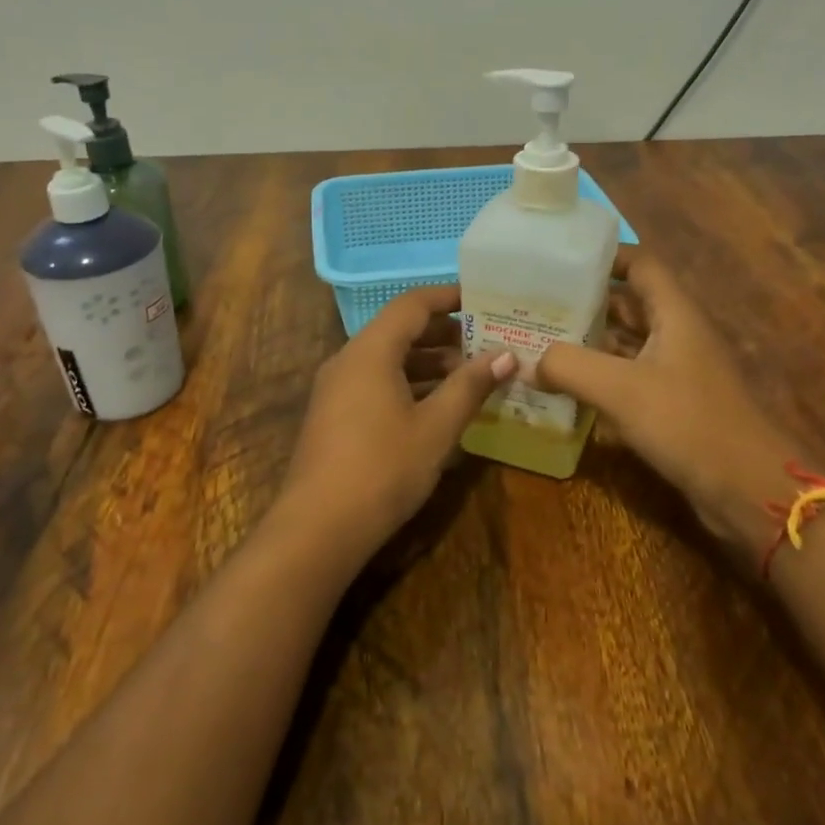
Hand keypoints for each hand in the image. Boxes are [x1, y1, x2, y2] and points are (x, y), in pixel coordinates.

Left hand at [276, 285, 515, 559]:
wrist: (318, 527)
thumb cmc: (383, 468)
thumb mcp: (436, 427)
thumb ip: (470, 386)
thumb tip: (506, 355)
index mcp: (370, 351)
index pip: (411, 304)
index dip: (448, 297)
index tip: (482, 299)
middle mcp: (348, 360)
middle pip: (398, 330)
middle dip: (443, 333)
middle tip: (485, 342)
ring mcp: (336, 389)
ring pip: (387, 360)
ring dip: (427, 363)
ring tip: (469, 377)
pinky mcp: (334, 416)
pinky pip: (375, 383)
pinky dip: (408, 384)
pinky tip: (436, 408)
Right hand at [535, 247, 793, 543]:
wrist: (747, 490)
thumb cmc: (689, 423)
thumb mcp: (621, 389)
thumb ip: (569, 366)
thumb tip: (526, 362)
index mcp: (674, 314)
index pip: (640, 264)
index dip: (604, 256)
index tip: (559, 261)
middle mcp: (676, 335)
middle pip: (627, 304)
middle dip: (584, 301)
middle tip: (533, 304)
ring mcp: (675, 372)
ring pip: (624, 344)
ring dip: (587, 341)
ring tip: (537, 340)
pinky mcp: (671, 405)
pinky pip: (627, 378)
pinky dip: (597, 377)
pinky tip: (562, 386)